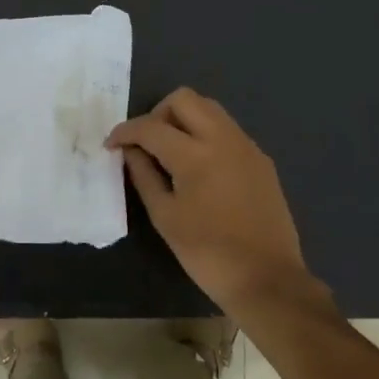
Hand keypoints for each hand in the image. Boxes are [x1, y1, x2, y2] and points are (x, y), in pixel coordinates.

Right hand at [107, 87, 324, 320]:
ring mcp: (247, 146)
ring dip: (184, 119)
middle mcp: (224, 139)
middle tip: (146, 143)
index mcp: (195, 155)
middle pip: (184, 99)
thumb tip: (131, 151)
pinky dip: (206, 134)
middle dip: (157, 113)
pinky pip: (227, 130)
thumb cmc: (207, 253)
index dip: (125, 132)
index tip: (111, 144)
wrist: (267, 279)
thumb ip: (144, 176)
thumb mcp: (165, 217)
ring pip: (209, 109)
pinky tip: (199, 167)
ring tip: (170, 152)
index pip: (151, 126)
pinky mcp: (261, 159)